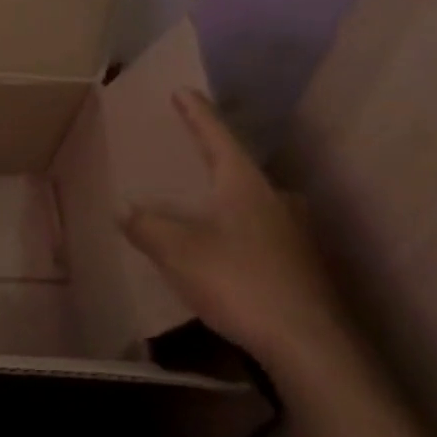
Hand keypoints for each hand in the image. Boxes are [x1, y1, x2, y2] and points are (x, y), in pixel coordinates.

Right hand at [121, 89, 344, 372]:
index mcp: (244, 184)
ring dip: (224, 202)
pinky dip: (236, 234)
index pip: (216, 136)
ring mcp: (294, 233)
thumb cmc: (238, 281)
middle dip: (213, 163)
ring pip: (251, 205)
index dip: (196, 114)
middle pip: (238, 170)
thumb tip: (127, 210)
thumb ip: (147, 226)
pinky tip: (223, 253)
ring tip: (199, 209)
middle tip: (188, 158)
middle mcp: (275, 199)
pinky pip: (259, 235)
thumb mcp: (176, 250)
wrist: (308, 345)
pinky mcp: (301, 266)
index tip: (183, 90)